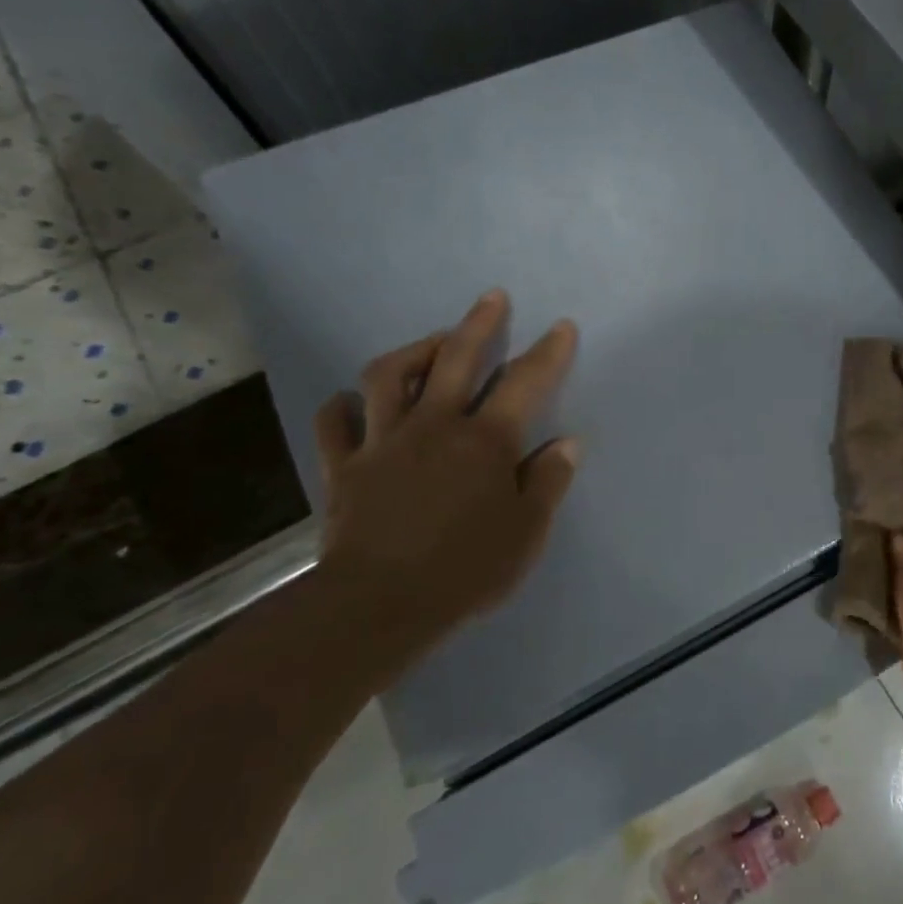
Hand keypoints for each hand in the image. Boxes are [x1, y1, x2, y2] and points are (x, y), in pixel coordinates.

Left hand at [311, 289, 579, 681]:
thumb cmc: (465, 569)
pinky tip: (351, 400)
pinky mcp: (344, 467)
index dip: (548, 352)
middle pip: (456, 359)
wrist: (378, 605)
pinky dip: (343, 407)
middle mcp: (434, 426)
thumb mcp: (527, 532)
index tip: (561, 327)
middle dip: (478, 324)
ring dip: (412, 350)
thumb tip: (567, 443)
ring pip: (388, 376)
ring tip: (430, 341)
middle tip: (491, 298)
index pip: (525, 383)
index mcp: (485, 441)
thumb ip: (548, 481)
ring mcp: (383, 442)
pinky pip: (335, 423)